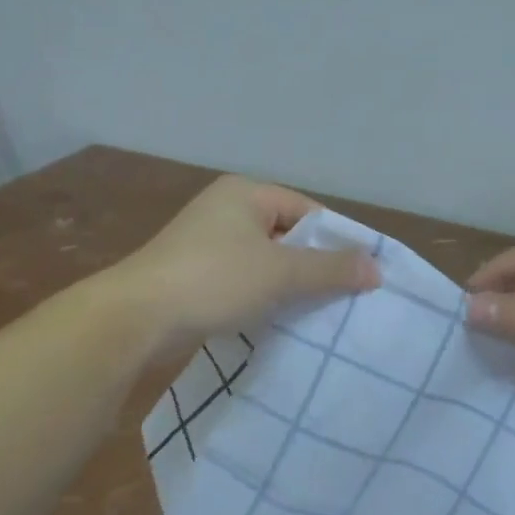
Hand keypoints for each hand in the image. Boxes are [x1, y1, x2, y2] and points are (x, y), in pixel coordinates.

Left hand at [113, 176, 378, 348]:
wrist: (138, 316)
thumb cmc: (214, 279)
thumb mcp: (280, 272)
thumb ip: (329, 268)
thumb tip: (376, 268)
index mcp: (245, 193)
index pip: (307, 210)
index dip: (335, 240)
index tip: (360, 274)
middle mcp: (225, 209)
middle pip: (286, 234)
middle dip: (313, 265)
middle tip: (344, 298)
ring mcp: (206, 241)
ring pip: (264, 260)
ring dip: (287, 285)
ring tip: (317, 314)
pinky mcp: (194, 272)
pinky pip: (242, 279)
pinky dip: (261, 296)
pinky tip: (277, 320)